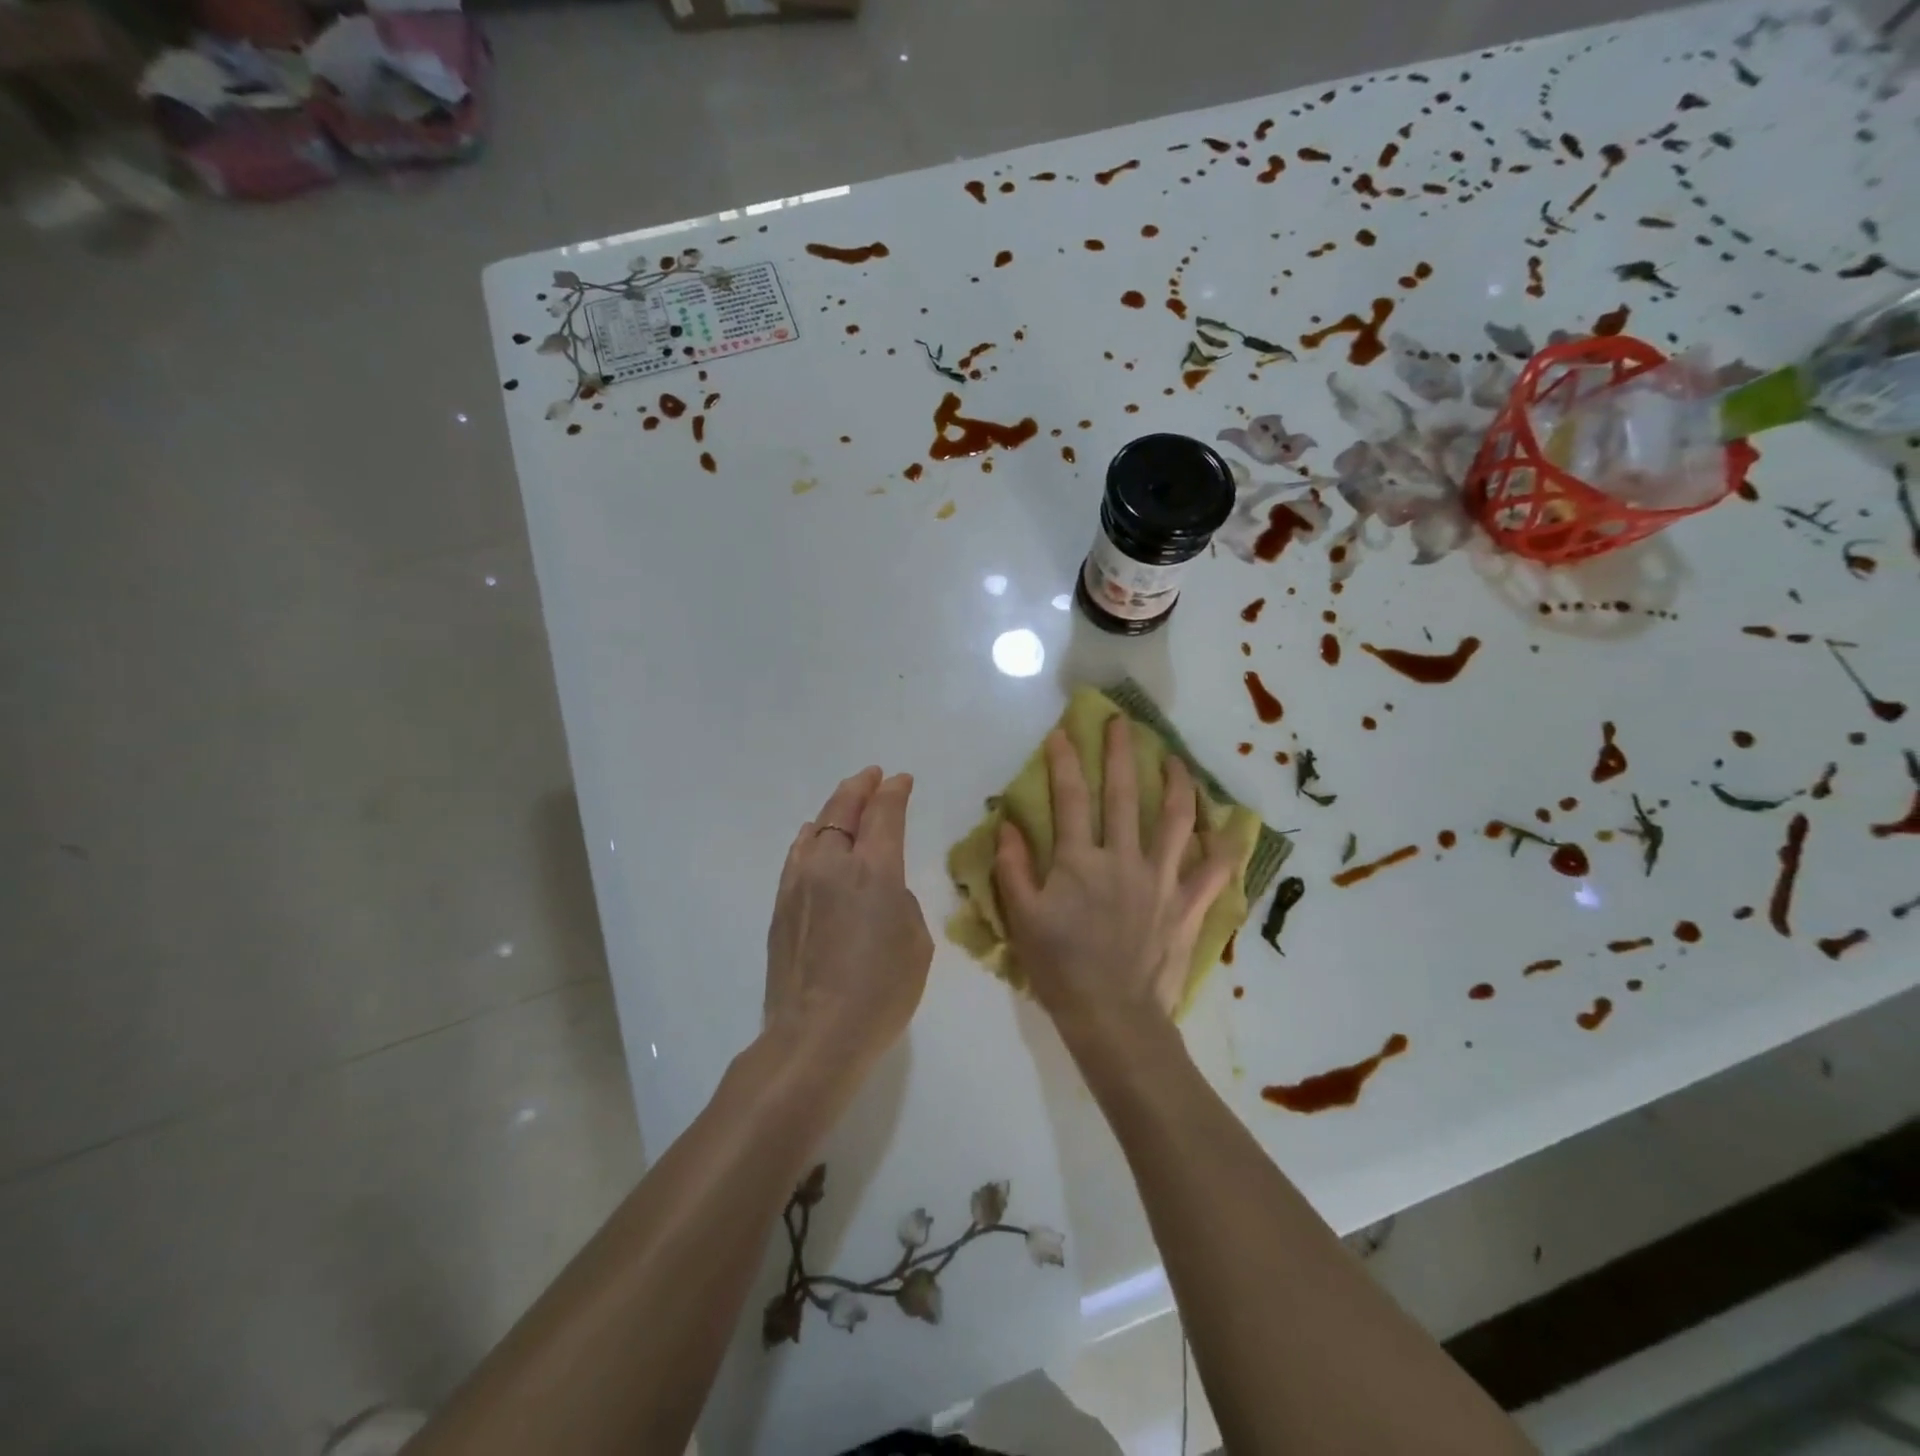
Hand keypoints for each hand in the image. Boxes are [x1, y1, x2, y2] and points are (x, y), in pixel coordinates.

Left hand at [764, 767, 932, 1077]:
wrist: (816, 1033)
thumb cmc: (881, 991)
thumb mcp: (915, 941)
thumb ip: (900, 900)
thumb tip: (880, 889)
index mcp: (874, 870)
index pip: (884, 813)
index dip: (894, 791)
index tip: (901, 780)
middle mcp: (833, 864)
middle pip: (844, 809)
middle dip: (861, 788)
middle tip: (873, 777)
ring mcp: (800, 882)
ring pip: (816, 828)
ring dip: (834, 809)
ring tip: (845, 803)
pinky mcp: (781, 905)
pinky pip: (798, 855)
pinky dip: (812, 838)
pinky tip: (815, 840)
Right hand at [993, 717, 1239, 1033]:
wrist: (1113, 1016)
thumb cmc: (1061, 967)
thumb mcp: (1023, 918)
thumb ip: (1013, 868)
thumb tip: (1008, 824)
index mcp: (1080, 861)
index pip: (1070, 798)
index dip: (1065, 762)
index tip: (1062, 733)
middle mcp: (1123, 858)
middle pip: (1124, 795)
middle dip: (1121, 753)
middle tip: (1122, 723)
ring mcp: (1161, 879)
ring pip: (1175, 820)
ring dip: (1176, 783)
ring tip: (1174, 758)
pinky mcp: (1187, 904)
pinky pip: (1213, 870)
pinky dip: (1224, 845)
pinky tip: (1230, 824)